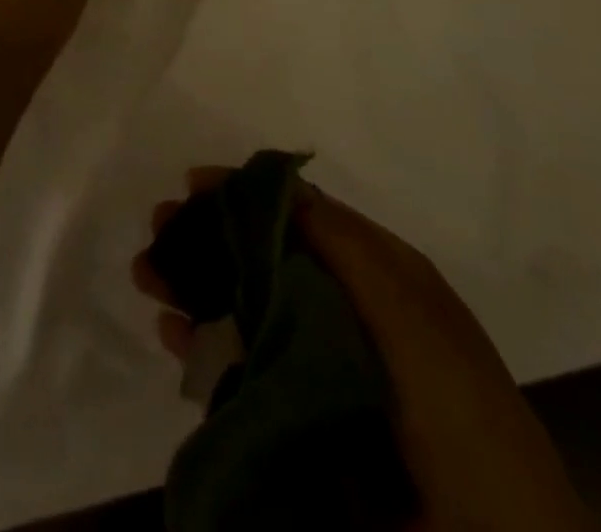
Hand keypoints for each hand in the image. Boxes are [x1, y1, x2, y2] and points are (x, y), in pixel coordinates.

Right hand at [136, 169, 595, 531]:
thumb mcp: (406, 307)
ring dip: (195, 286)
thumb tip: (277, 182)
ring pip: (245, 308)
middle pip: (263, 257)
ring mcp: (319, 365)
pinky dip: (203, 345)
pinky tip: (170, 332)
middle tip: (158, 226)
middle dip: (209, 237)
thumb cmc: (453, 408)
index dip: (248, 194)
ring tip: (147, 275)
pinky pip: (240, 368)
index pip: (301, 214)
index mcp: (376, 275)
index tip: (195, 182)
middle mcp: (344, 309)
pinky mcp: (298, 419)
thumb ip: (342, 242)